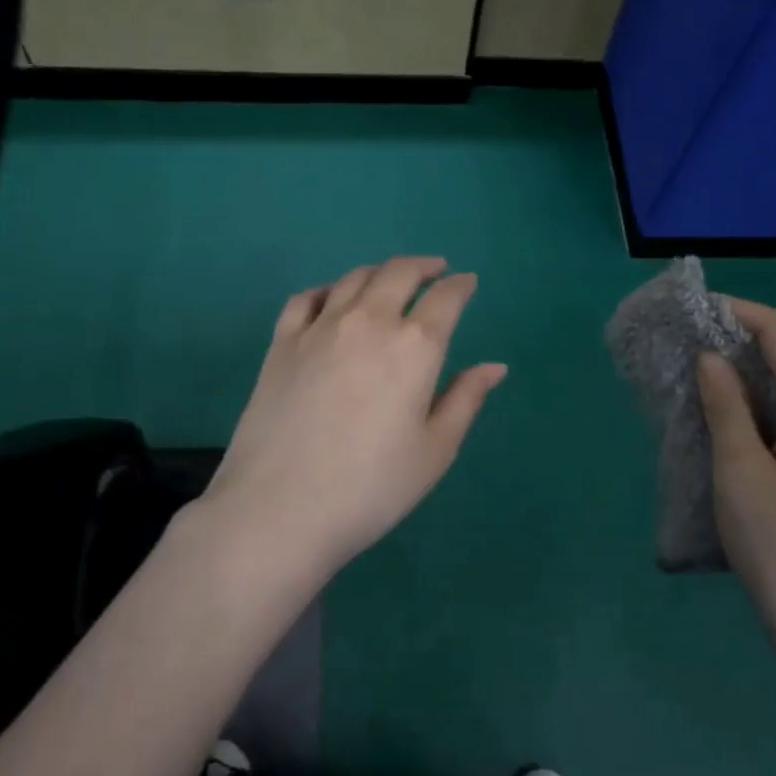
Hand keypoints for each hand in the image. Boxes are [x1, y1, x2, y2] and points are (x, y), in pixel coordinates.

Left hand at [199, 258, 506, 578]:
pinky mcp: (281, 342)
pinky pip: (307, 298)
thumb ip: (466, 400)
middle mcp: (369, 322)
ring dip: (380, 272)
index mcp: (414, 346)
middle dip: (423, 267)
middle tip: (435, 270)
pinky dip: (329, 289)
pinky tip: (333, 299)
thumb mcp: (434, 450)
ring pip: (354, 279)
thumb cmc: (371, 487)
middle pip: (399, 273)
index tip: (468, 283)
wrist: (280, 508)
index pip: (446, 299)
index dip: (461, 286)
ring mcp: (320, 328)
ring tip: (390, 279)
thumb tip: (495, 367)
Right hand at [697, 300, 775, 678]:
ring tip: (695, 381)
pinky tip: (725, 423)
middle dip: (739, 343)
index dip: (740, 312)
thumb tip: (711, 357)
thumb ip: (726, 405)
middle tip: (684, 346)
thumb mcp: (740, 470)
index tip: (693, 310)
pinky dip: (758, 409)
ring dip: (746, 379)